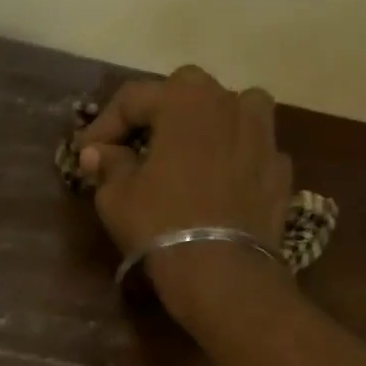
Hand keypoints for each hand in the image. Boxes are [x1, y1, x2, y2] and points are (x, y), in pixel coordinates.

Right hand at [74, 65, 294, 311]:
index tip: (86, 154)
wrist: (222, 270)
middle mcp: (230, 102)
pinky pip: (248, 151)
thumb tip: (97, 152)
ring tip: (185, 156)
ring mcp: (264, 134)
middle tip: (134, 147)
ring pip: (230, 113)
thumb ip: (107, 164)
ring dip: (204, 127)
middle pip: (185, 94)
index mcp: (185, 100)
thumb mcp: (116, 196)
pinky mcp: (280, 169)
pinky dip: (229, 160)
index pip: (133, 98)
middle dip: (156, 116)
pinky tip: (215, 185)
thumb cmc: (160, 223)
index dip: (103, 124)